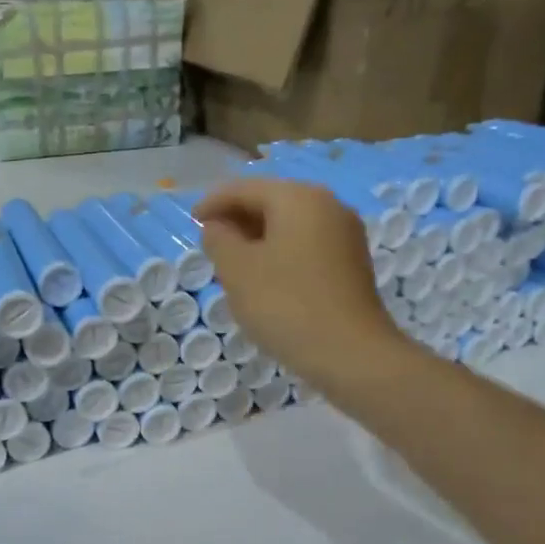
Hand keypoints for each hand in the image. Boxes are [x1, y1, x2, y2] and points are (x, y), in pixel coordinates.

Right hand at [194, 178, 404, 389]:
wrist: (351, 355)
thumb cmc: (286, 305)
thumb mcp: (238, 271)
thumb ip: (219, 239)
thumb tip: (218, 226)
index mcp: (299, 198)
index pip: (245, 188)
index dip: (213, 203)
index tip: (192, 222)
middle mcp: (328, 205)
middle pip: (272, 202)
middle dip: (238, 219)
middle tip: (210, 244)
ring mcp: (346, 234)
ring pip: (291, 225)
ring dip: (259, 238)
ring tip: (233, 264)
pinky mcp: (352, 263)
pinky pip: (307, 245)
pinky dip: (281, 253)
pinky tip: (266, 279)